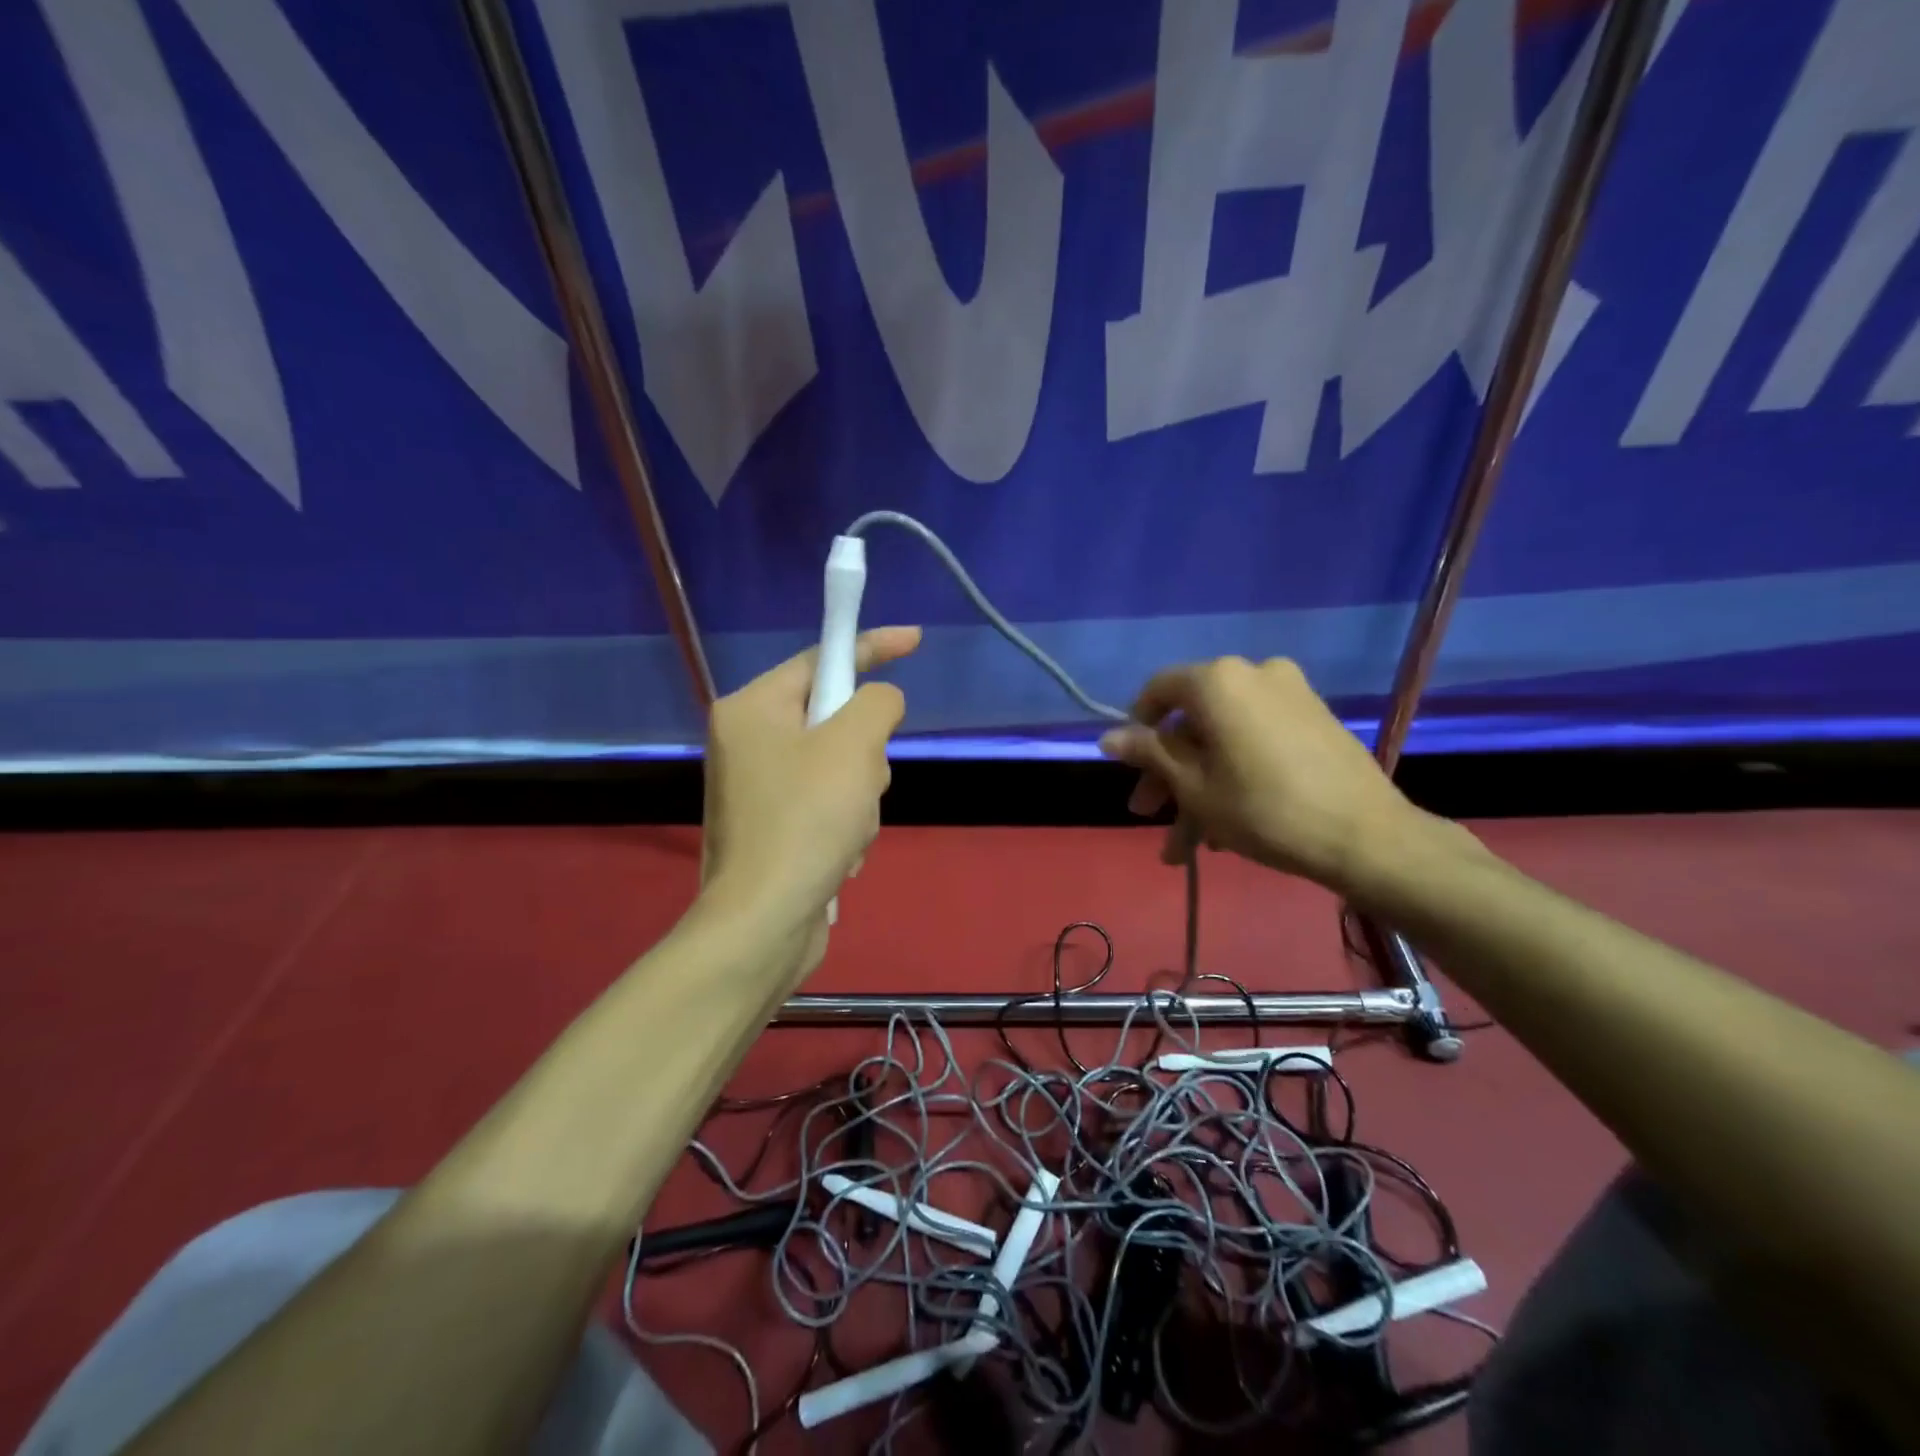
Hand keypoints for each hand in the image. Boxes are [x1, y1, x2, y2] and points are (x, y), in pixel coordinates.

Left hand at [700, 626, 920, 973]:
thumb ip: (878, 704)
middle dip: (864, 753)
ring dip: (860, 797)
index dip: (872, 646)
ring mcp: (760, 788)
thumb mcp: (855, 746)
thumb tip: (881, 703)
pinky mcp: (775, 828)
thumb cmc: (807, 820)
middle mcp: (749, 742)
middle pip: (835, 719)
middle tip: (862, 783)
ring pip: (841, 767)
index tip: (915, 640)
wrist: (765, 922)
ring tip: (848, 831)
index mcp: (753, 709)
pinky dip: (845, 825)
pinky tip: (838, 856)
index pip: (821, 658)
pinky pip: (829, 804)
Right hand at [1098, 656, 1434, 897]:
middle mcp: (1254, 673)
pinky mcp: (1314, 720)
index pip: (1159, 690)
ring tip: (1190, 844)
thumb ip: (1149, 754)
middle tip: (1151, 814)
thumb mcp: (1193, 786)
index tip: (1132, 769)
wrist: (1366, 836)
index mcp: (1218, 681)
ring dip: (1200, 785)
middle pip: (1193, 720)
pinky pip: (1257, 741)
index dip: (1137, 728)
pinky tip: (1226, 828)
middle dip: (1168, 771)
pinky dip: (1235, 773)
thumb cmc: (1263, 808)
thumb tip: (1107, 737)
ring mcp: (1290, 695)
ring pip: (1224, 738)